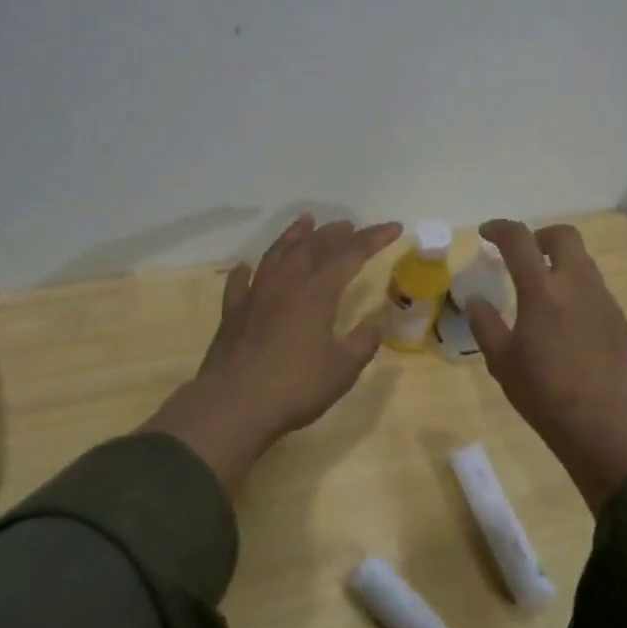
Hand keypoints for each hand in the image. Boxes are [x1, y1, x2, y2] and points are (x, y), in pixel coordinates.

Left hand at [143, 215, 402, 489]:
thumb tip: (376, 324)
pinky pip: (240, 282)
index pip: (351, 254)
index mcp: (317, 292)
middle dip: (335, 233)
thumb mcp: (342, 370)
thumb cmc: (295, 387)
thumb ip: (362, 343)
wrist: (234, 405)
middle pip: (313, 246)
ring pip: (277, 253)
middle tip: (349, 225)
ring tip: (306, 221)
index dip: (374, 238)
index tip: (393, 227)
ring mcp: (255, 294)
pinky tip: (247, 267)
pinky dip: (246, 271)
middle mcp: (286, 283)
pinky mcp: (232, 312)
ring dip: (294, 235)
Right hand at [468, 220, 626, 512]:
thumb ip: (485, 323)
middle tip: (524, 257)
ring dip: (561, 265)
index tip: (487, 234)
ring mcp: (604, 300)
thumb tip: (475, 298)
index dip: (500, 229)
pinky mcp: (620, 320)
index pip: (519, 239)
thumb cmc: (542, 392)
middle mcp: (577, 284)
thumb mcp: (501, 360)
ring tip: (544, 293)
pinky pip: (596, 291)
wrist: (600, 423)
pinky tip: (567, 324)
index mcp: (541, 290)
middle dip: (541, 237)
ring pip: (583, 263)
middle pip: (564, 236)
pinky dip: (577, 291)